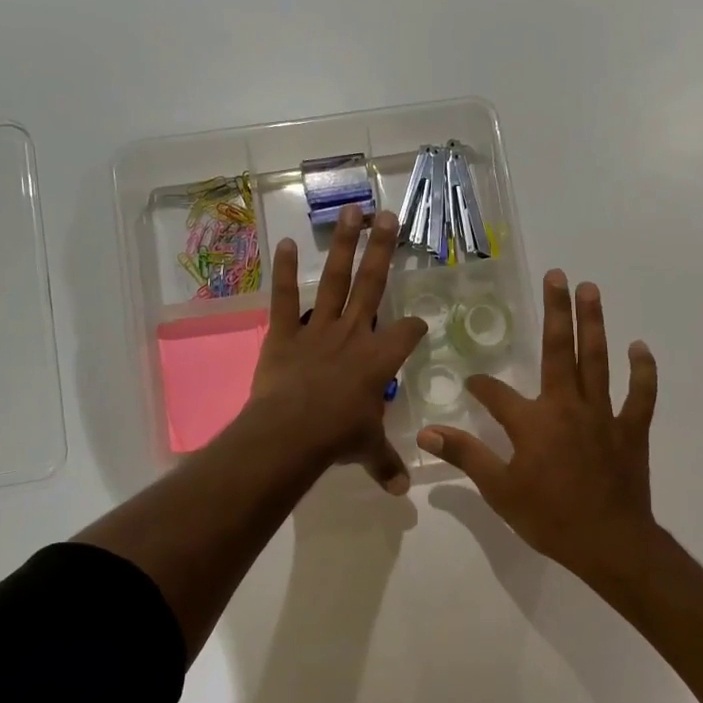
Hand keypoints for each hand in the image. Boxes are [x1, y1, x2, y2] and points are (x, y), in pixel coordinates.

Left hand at [248, 205, 426, 493]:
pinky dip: (284, 272)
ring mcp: (318, 329)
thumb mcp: (368, 451)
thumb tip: (401, 491)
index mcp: (380, 359)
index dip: (415, 327)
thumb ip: (386, 464)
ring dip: (344, 245)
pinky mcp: (285, 333)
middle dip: (383, 250)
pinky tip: (284, 243)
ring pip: (336, 280)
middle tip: (389, 216)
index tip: (418, 324)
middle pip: (373, 284)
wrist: (291, 433)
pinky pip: (285, 299)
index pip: (407, 333)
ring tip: (352, 211)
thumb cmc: (337, 438)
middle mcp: (353, 334)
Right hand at [417, 270, 658, 577]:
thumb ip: (465, 455)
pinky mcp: (631, 429)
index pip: (497, 394)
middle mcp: (567, 406)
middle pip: (559, 350)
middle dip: (556, 311)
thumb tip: (426, 433)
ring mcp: (603, 414)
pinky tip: (640, 347)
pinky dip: (642, 370)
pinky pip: (640, 394)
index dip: (481, 386)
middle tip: (557, 275)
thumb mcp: (499, 490)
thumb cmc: (550, 517)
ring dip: (594, 323)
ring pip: (597, 360)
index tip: (473, 383)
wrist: (610, 544)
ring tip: (590, 289)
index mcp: (533, 421)